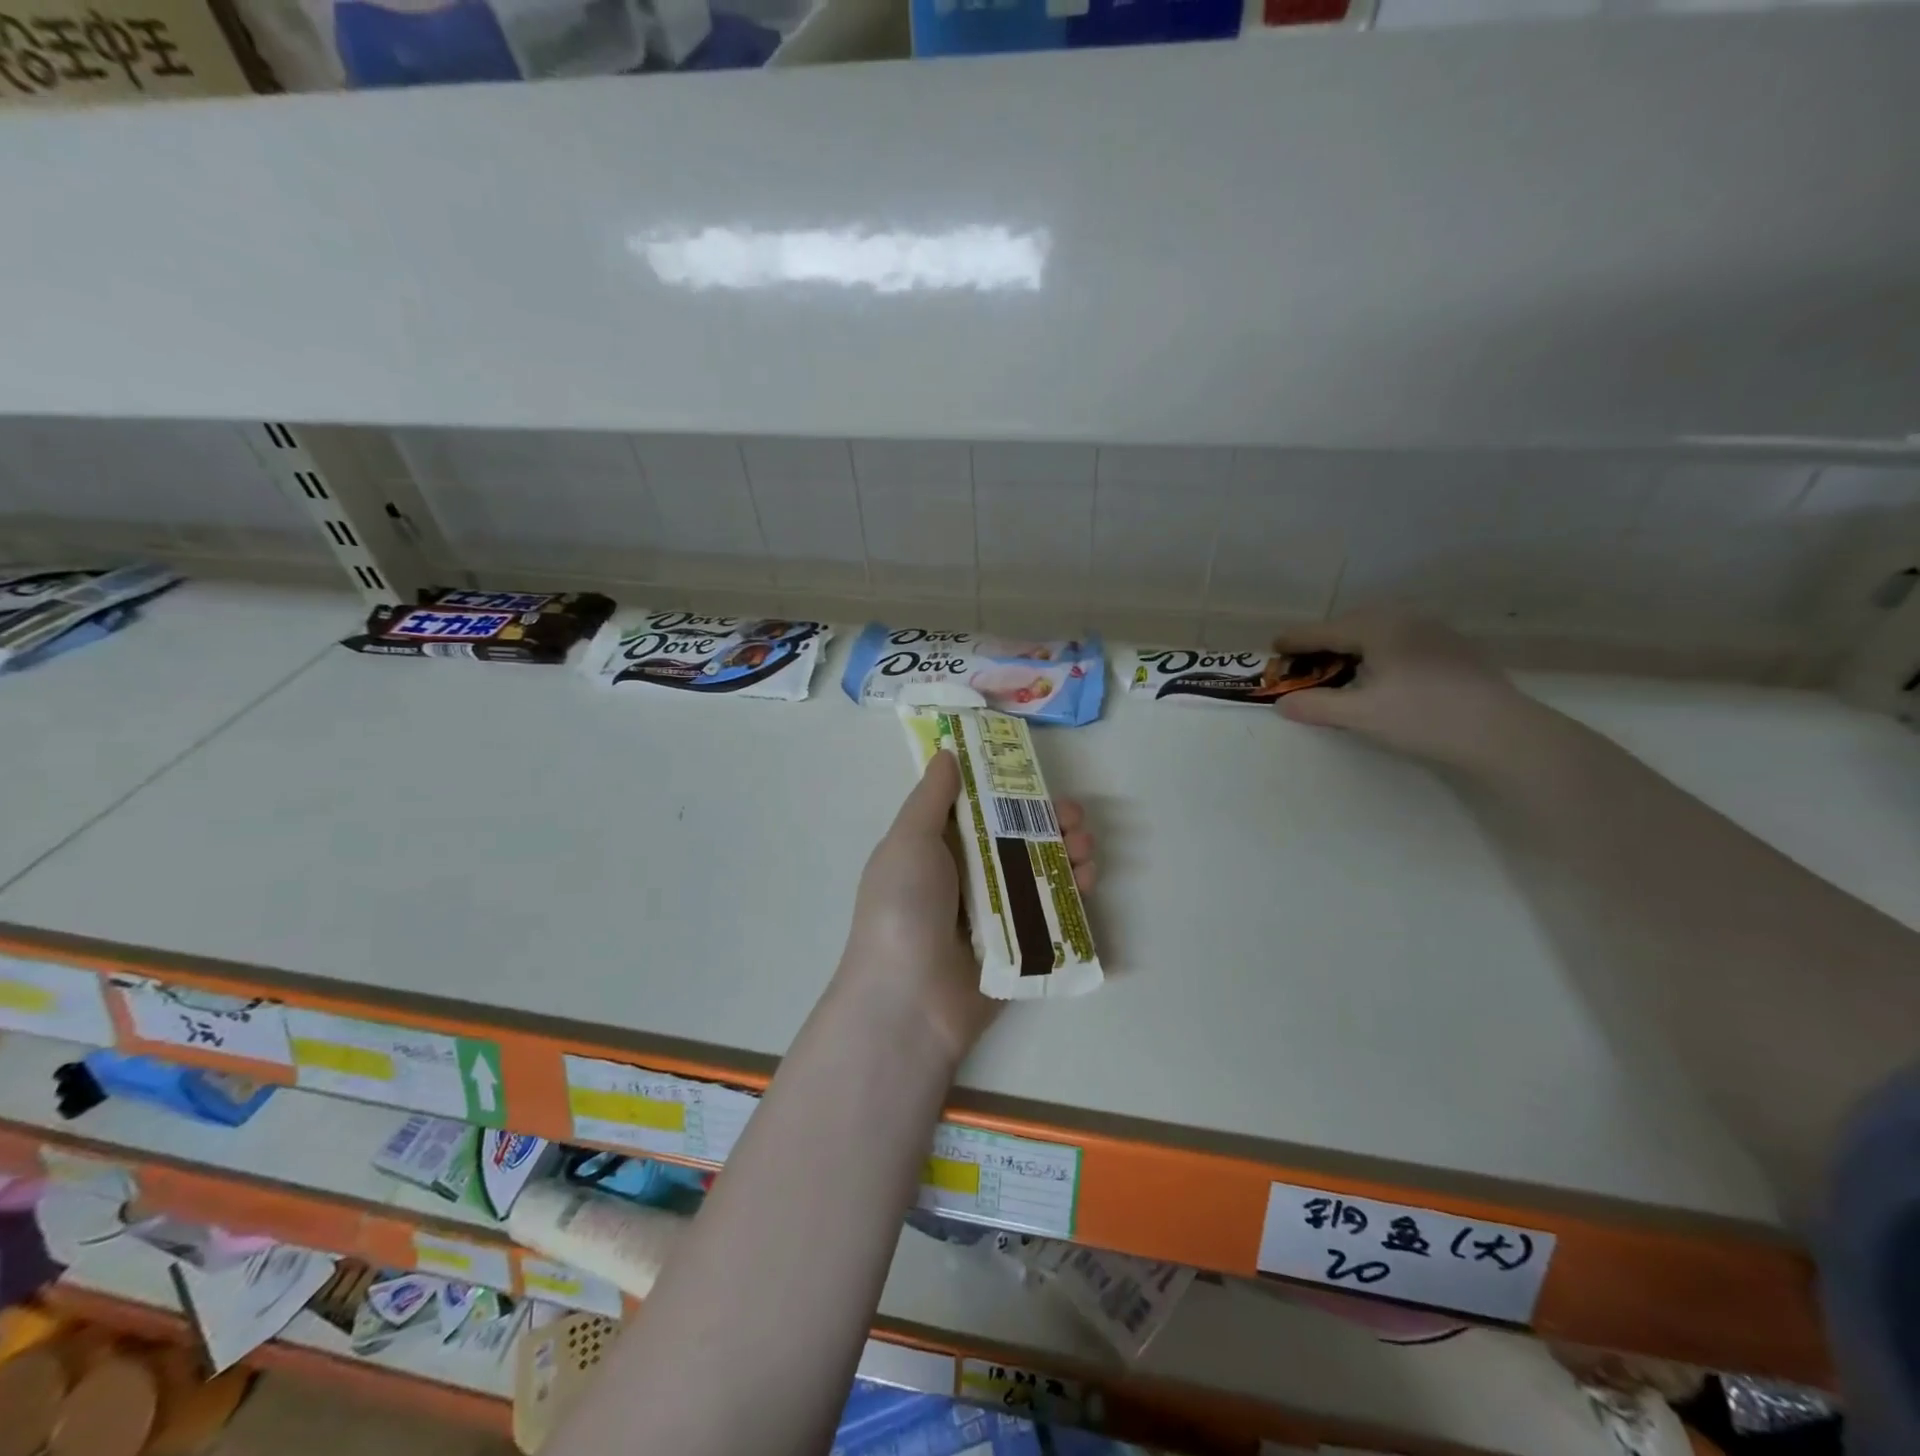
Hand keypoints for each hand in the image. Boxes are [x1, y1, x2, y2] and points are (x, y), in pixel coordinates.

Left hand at [838, 752, 1095, 1064]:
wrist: (909, 1001)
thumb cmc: (903, 908)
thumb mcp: (908, 842)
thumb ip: (932, 798)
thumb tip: (947, 754)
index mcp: (939, 849)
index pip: (981, 808)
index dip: (1011, 790)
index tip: (1039, 779)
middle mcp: (969, 876)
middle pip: (1019, 838)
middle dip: (1051, 822)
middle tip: (1076, 820)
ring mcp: (996, 912)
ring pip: (1041, 872)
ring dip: (1069, 853)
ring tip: (1085, 850)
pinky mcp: (1021, 945)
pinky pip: (1053, 911)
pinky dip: (1074, 892)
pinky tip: (1087, 882)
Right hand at [1274, 612, 1537, 772]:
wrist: (1502, 731)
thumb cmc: (1424, 717)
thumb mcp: (1361, 716)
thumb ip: (1316, 706)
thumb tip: (1282, 703)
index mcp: (1379, 628)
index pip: (1325, 630)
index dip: (1296, 639)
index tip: (1274, 645)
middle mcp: (1406, 618)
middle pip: (1352, 622)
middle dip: (1325, 639)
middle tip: (1305, 660)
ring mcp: (1434, 630)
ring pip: (1380, 628)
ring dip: (1353, 643)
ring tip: (1341, 666)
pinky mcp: (1453, 647)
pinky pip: (1402, 637)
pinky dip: (1379, 648)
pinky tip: (1382, 672)